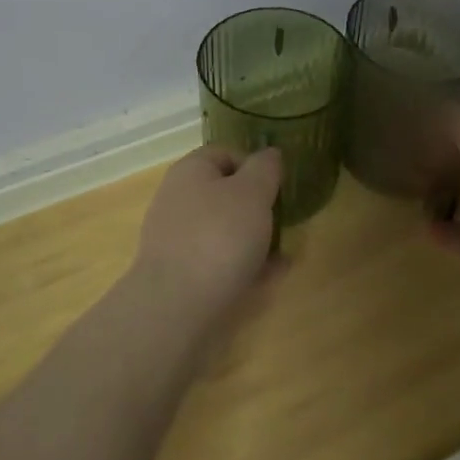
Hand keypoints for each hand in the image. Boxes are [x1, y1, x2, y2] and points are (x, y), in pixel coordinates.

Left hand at [132, 145, 282, 332]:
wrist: (176, 306)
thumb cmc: (219, 237)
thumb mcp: (252, 193)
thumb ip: (265, 169)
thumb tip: (269, 153)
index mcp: (190, 170)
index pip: (225, 153)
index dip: (255, 165)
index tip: (278, 187)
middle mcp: (178, 199)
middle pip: (223, 193)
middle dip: (256, 206)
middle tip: (283, 221)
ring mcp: (176, 238)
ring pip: (222, 229)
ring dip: (253, 238)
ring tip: (283, 253)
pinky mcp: (180, 273)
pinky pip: (218, 260)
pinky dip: (243, 264)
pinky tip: (269, 277)